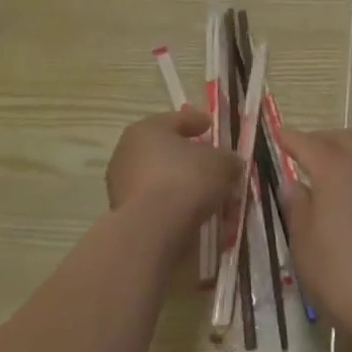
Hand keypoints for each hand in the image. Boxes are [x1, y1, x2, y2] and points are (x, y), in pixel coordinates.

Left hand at [106, 107, 239, 237]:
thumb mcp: (222, 163)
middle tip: (212, 163)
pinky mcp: (123, 214)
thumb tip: (229, 164)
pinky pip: (156, 202)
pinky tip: (195, 212)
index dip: (198, 122)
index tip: (211, 127)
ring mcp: (121, 185)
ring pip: (161, 178)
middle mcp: (128, 152)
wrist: (152, 231)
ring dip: (183, 184)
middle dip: (190, 157)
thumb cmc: (186, 180)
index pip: (177, 120)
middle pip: (167, 150)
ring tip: (209, 194)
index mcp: (148, 129)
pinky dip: (175, 205)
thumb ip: (228, 159)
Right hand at [278, 127, 351, 343]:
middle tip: (302, 150)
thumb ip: (296, 207)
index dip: (291, 138)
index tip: (278, 133)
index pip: (309, 144)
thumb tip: (291, 182)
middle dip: (320, 139)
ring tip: (325, 171)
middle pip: (342, 139)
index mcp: (335, 169)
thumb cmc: (341, 272)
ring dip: (343, 153)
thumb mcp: (304, 244)